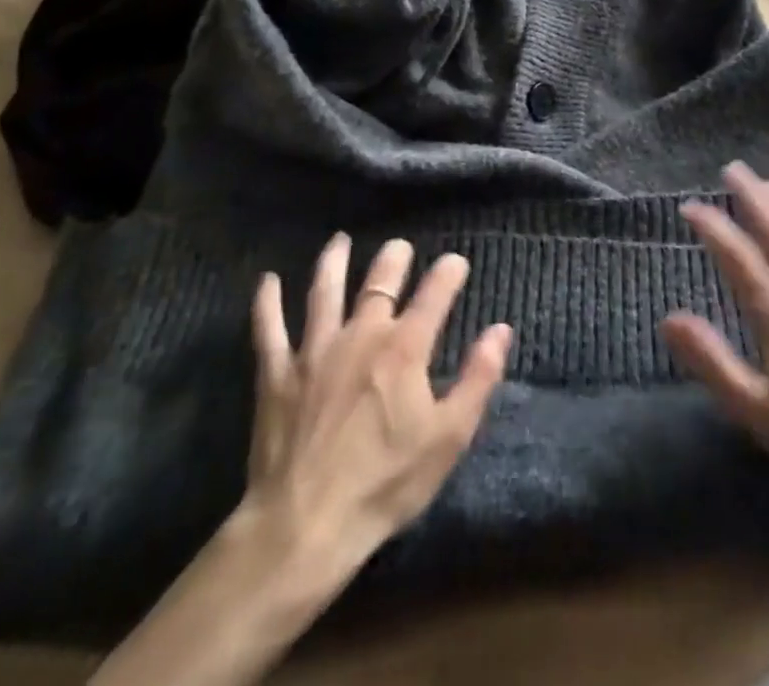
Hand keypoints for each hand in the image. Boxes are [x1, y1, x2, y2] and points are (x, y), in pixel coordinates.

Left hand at [233, 236, 513, 594]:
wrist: (303, 527)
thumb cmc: (384, 484)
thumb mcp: (448, 437)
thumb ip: (478, 378)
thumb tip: (501, 329)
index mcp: (404, 348)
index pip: (434, 294)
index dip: (448, 272)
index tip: (455, 262)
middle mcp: (361, 335)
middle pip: (380, 283)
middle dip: (393, 259)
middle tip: (399, 246)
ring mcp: (314, 351)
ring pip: (325, 292)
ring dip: (333, 263)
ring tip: (339, 241)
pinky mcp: (276, 375)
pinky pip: (269, 329)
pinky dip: (267, 302)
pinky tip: (267, 280)